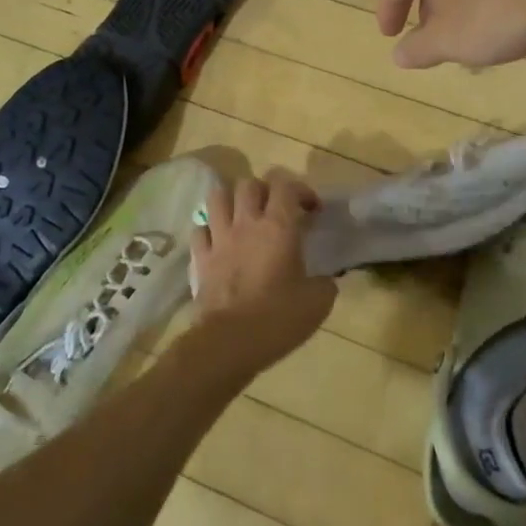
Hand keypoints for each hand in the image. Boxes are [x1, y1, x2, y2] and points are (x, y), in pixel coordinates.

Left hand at [189, 170, 336, 373]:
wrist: (230, 342)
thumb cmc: (279, 318)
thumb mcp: (318, 302)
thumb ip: (325, 283)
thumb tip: (325, 280)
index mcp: (278, 226)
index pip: (285, 184)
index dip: (301, 189)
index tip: (312, 210)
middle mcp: (246, 223)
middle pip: (249, 183)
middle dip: (265, 190)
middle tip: (277, 210)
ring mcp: (219, 238)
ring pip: (218, 196)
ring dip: (232, 200)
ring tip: (244, 216)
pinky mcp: (200, 257)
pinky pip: (200, 229)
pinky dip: (210, 229)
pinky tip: (220, 242)